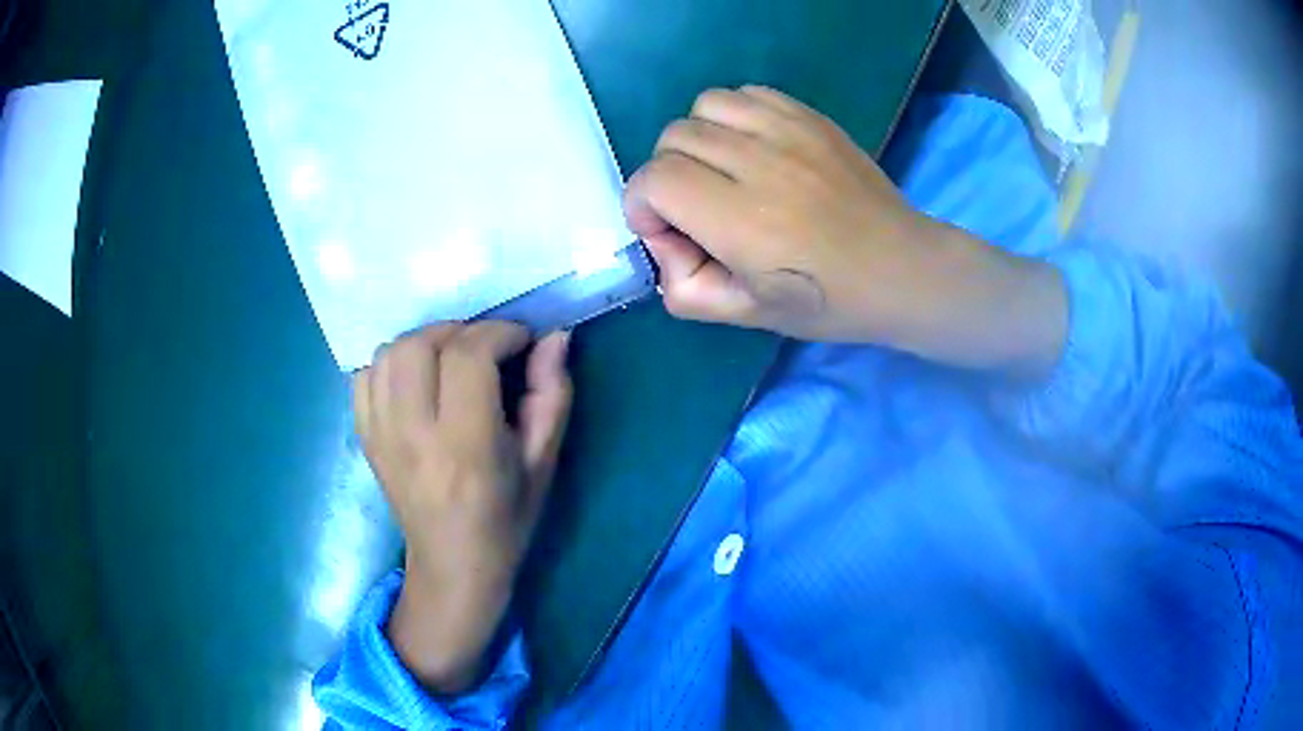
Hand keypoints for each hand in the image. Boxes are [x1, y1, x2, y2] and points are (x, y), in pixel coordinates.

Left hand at [353, 322, 572, 693]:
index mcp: (466, 446)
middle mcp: (414, 435)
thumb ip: (551, 396)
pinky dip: (392, 364)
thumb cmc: (506, 519)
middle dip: (459, 330)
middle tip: (485, 348)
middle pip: (419, 344)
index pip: (468, 356)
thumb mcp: (543, 463)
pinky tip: (417, 380)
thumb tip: (555, 336)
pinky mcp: (365, 437)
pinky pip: (366, 376)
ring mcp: (381, 435)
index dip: (500, 332)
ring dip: (424, 342)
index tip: (522, 340)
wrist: (452, 565)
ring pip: (388, 353)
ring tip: (450, 360)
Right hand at [625, 86, 1065, 375]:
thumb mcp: (747, 316)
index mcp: (743, 221)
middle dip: (667, 175)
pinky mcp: (810, 117)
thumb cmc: (828, 301)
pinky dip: (732, 116)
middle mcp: (761, 164)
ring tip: (724, 171)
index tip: (667, 230)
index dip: (642, 204)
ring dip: (698, 138)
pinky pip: (745, 94)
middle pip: (673, 139)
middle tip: (698, 207)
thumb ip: (684, 288)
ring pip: (704, 106)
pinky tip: (753, 148)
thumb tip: (662, 241)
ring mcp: (789, 131)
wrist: (902, 268)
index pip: (655, 179)